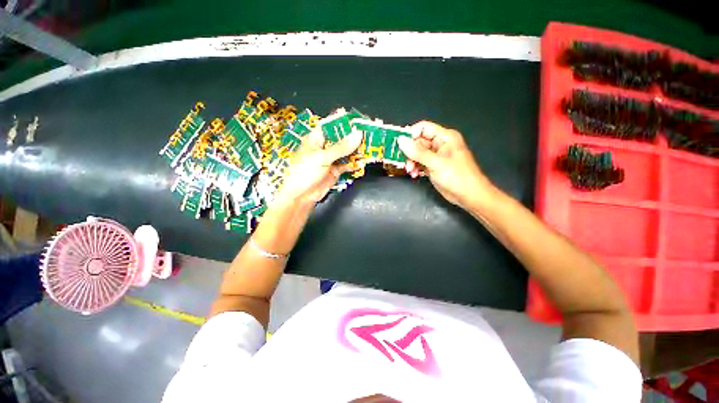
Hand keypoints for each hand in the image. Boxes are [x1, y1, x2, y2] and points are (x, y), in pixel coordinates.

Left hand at [273, 129, 362, 204]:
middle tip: (369, 134)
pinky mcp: (335, 171)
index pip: (332, 126)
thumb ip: (341, 147)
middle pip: (341, 139)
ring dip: (356, 151)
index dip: (345, 123)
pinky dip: (354, 164)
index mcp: (316, 139)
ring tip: (369, 147)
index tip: (359, 121)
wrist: (300, 196)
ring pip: (346, 152)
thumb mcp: (322, 157)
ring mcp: (330, 159)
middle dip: (354, 137)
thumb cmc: (305, 172)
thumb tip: (358, 135)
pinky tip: (361, 163)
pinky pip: (346, 165)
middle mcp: (324, 147)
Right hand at [397, 121, 493, 207]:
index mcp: (445, 137)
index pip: (423, 128)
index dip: (411, 134)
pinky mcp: (434, 167)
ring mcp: (437, 156)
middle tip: (405, 162)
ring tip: (411, 171)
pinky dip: (416, 168)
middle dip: (410, 153)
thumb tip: (401, 141)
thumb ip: (417, 152)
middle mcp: (440, 144)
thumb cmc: (456, 176)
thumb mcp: (435, 163)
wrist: (469, 196)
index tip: (400, 145)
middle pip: (418, 142)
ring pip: (417, 154)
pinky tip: (415, 174)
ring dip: (411, 162)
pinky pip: (420, 163)